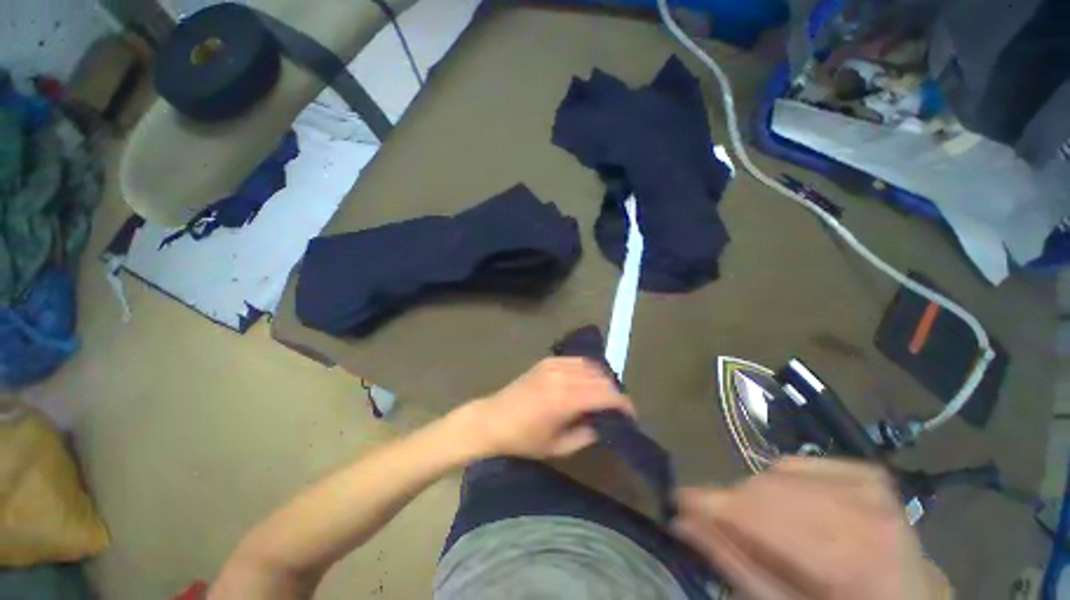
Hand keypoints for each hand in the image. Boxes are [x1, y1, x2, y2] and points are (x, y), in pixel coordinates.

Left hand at [459, 357, 634, 458]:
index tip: (630, 416)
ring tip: (603, 397)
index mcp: (566, 399)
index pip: (607, 395)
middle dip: (615, 393)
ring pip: (591, 366)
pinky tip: (586, 383)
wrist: (492, 419)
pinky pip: (577, 361)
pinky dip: (588, 370)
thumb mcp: (559, 447)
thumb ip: (588, 434)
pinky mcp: (548, 360)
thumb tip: (606, 424)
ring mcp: (554, 364)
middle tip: (617, 410)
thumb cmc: (524, 440)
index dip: (624, 405)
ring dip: (602, 380)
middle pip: (602, 378)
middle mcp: (563, 376)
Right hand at [673, 458, 946, 599]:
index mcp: (851, 561)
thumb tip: (683, 522)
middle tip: (724, 528)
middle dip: (734, 507)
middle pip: (763, 490)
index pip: (757, 513)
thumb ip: (737, 566)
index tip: (677, 502)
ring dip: (757, 499)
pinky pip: (796, 465)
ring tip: (765, 528)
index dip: (709, 504)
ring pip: (774, 474)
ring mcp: (869, 485)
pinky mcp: (867, 472)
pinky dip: (781, 483)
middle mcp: (864, 512)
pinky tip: (795, 510)